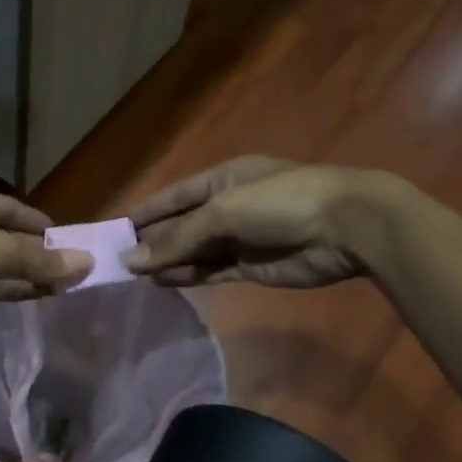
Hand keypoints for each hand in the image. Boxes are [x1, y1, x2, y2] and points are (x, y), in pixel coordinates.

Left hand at [0, 186, 90, 331]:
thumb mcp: (1, 249)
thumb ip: (43, 259)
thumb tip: (86, 263)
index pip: (10, 208)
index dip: (37, 222)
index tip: (64, 238)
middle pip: (6, 237)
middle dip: (35, 252)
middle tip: (69, 266)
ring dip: (27, 273)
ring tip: (61, 285)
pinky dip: (11, 289)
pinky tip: (38, 295)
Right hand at [123, 157, 387, 288]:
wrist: (346, 227)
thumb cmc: (280, 202)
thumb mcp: (222, 212)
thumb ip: (177, 239)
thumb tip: (131, 261)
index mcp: (221, 179)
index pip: (174, 196)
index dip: (146, 212)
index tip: (115, 230)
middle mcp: (228, 206)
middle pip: (182, 225)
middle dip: (153, 241)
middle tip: (118, 261)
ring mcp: (241, 238)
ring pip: (195, 251)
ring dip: (168, 261)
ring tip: (135, 276)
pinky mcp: (252, 266)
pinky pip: (211, 271)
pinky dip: (189, 276)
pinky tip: (164, 282)